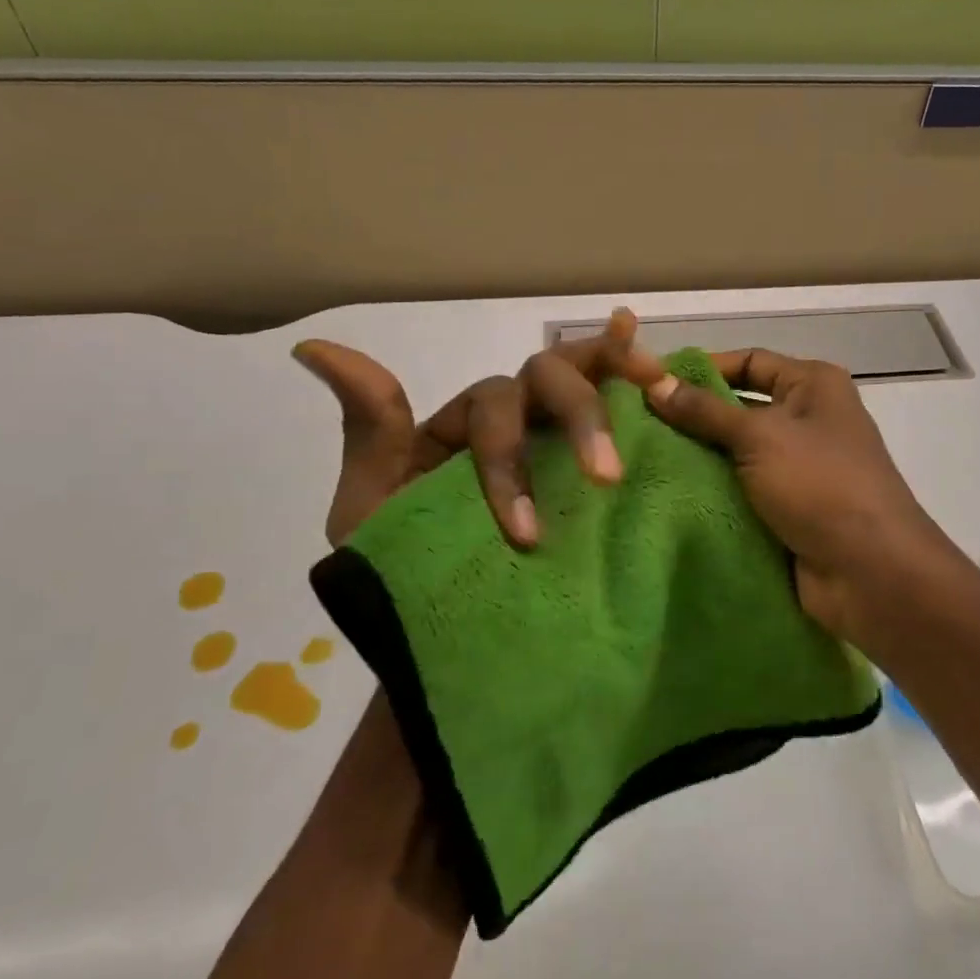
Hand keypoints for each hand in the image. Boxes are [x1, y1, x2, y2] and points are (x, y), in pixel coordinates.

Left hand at [292, 308, 665, 547]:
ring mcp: (560, 435)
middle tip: (605, 478)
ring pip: (585, 380)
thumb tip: (313, 348)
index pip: (494, 408)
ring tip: (654, 382)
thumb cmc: (406, 565)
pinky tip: (665, 374)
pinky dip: (636, 381)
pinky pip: (620, 410)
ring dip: (615, 377)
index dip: (509, 462)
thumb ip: (369, 430)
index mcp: (467, 421)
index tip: (525, 535)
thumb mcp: (372, 504)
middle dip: (578, 419)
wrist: (451, 631)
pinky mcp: (594, 465)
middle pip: (548, 381)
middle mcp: (519, 414)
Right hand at [645, 349, 956, 648]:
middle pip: (740, 407)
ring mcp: (799, 467)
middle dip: (694, 417)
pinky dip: (713, 491)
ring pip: (737, 453)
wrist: (870, 572)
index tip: (653, 382)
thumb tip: (654, 383)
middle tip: (637, 423)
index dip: (703, 369)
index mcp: (814, 385)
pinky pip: (742, 490)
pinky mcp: (789, 508)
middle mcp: (809, 419)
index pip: (750, 361)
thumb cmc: (821, 485)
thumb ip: (705, 412)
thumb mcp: (760, 437)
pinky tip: (668, 492)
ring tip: (641, 457)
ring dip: (699, 458)